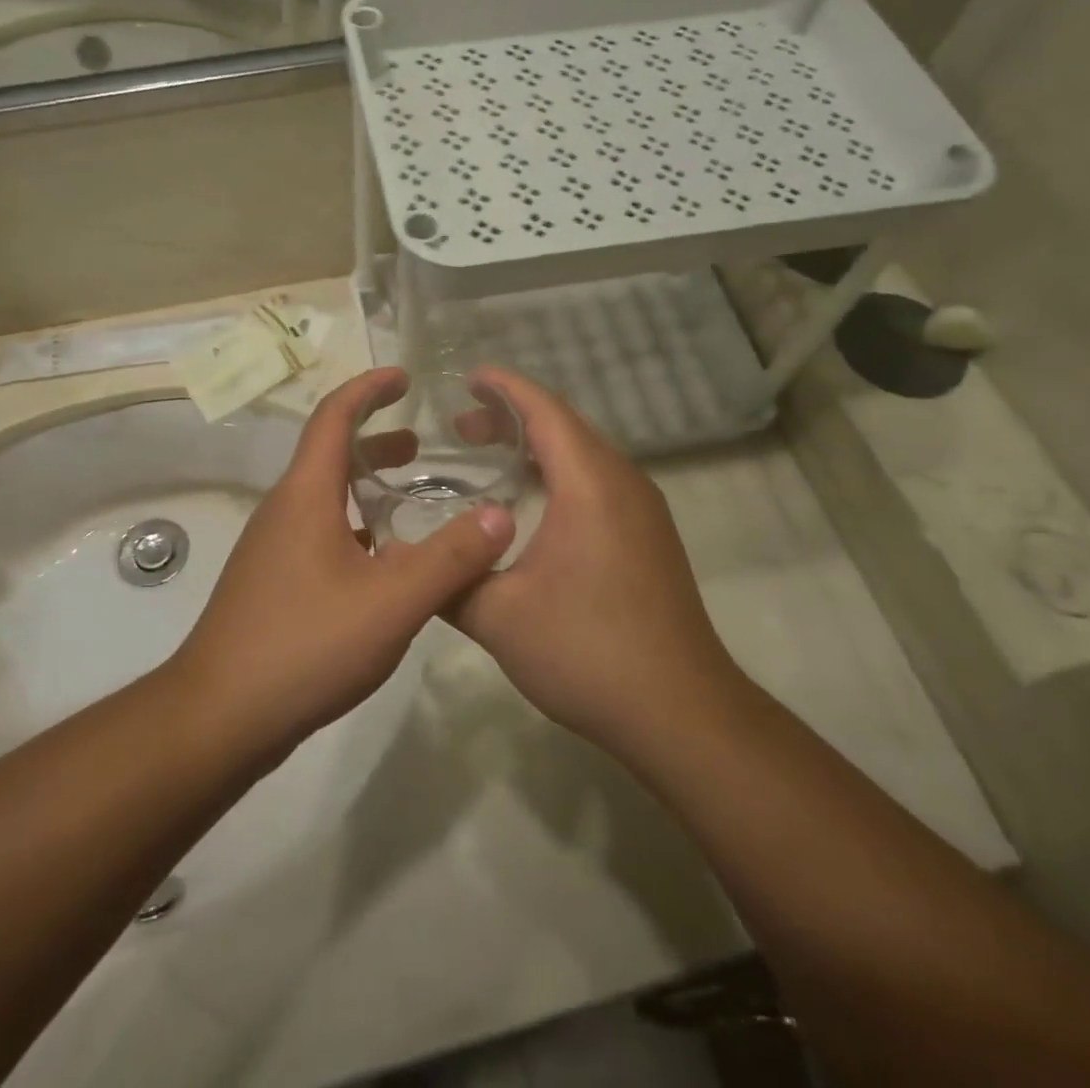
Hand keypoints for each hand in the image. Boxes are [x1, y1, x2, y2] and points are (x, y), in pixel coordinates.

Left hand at [168, 369, 515, 756]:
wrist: (220, 716)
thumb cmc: (304, 645)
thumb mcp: (393, 602)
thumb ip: (452, 558)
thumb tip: (501, 515)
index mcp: (306, 495)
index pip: (334, 416)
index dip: (369, 388)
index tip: (405, 378)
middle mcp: (284, 510)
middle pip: (330, 454)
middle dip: (377, 439)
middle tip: (423, 446)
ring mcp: (273, 547)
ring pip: (326, 497)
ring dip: (367, 486)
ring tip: (413, 498)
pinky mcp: (273, 582)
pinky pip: (320, 532)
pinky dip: (356, 525)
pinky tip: (385, 563)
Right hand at [448, 368, 744, 757]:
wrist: (680, 712)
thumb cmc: (587, 652)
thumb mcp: (497, 617)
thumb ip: (448, 577)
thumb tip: (408, 560)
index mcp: (590, 485)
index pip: (545, 411)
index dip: (505, 387)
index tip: (467, 377)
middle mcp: (624, 483)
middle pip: (566, 426)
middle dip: (513, 416)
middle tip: (462, 425)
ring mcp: (644, 510)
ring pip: (585, 454)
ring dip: (538, 446)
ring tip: (490, 455)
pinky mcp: (650, 536)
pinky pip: (599, 481)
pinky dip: (560, 472)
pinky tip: (532, 503)